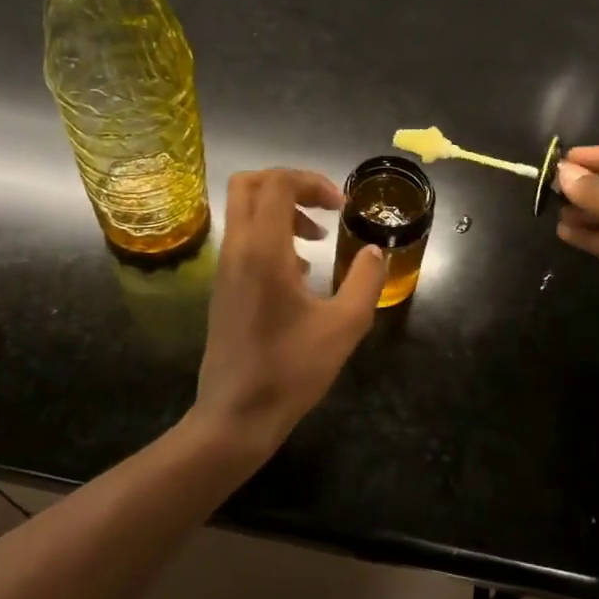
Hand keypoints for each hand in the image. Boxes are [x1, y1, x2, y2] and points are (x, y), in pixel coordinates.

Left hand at [190, 168, 386, 461]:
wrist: (236, 416)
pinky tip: (300, 273)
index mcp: (263, 251)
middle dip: (290, 184)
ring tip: (317, 239)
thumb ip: (365, 281)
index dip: (312, 181)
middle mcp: (237, 250)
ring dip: (281, 211)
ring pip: (244, 211)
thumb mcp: (344, 326)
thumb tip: (375, 252)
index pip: (277, 183)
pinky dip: (271, 236)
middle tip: (324, 207)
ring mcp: (225, 269)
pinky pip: (243, 239)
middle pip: (248, 184)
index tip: (341, 206)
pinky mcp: (223, 287)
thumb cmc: (291, 370)